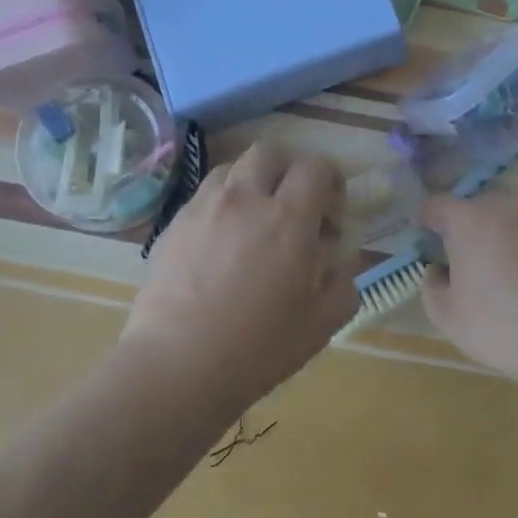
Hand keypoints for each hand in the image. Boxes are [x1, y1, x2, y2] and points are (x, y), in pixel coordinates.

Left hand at [126, 140, 357, 407]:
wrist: (178, 364)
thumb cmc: (258, 347)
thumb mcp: (321, 323)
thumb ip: (342, 283)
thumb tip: (338, 261)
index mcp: (288, 217)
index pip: (315, 167)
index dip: (330, 180)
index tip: (331, 209)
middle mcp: (245, 198)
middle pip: (270, 152)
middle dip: (288, 170)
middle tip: (292, 205)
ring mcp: (204, 206)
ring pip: (232, 167)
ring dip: (251, 182)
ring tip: (253, 219)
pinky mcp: (174, 223)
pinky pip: (204, 194)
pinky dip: (221, 203)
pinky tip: (221, 241)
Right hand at [418, 191, 517, 383]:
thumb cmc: (502, 327)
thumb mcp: (447, 317)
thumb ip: (431, 285)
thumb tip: (438, 270)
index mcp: (470, 218)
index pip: (436, 206)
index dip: (427, 220)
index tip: (426, 237)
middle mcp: (510, 205)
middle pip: (482, 209)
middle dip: (474, 229)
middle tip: (474, 262)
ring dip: (513, 237)